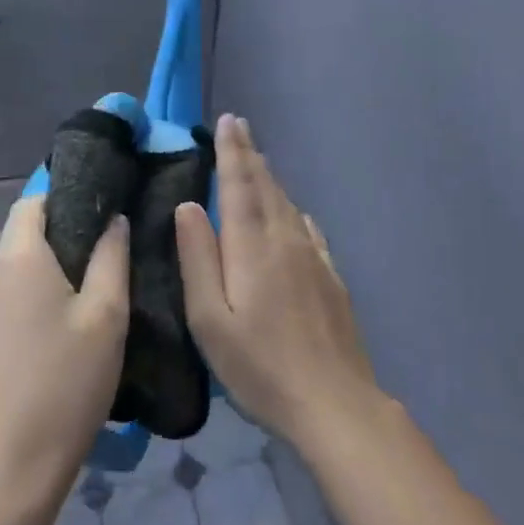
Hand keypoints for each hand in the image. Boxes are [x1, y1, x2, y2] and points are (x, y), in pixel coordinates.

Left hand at [0, 197, 130, 510]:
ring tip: (64, 317)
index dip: (60, 204)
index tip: (90, 224)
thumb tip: (113, 220)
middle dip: (51, 250)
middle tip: (88, 281)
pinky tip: (34, 344)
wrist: (12, 465)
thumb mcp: (107, 316)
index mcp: (16, 258)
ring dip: (30, 283)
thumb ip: (112, 257)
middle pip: (18, 242)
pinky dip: (11, 309)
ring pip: (4, 274)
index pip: (31, 204)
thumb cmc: (68, 383)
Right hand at [176, 115, 380, 445]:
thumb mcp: (210, 320)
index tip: (228, 121)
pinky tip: (294, 213)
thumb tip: (188, 206)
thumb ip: (197, 258)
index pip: (239, 184)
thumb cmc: (260, 366)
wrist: (334, 403)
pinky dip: (293, 210)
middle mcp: (285, 239)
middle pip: (266, 186)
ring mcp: (313, 257)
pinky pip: (308, 228)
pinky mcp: (331, 277)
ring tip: (257, 160)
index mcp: (252, 246)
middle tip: (239, 126)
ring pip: (287, 204)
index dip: (232, 151)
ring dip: (270, 177)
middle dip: (250, 153)